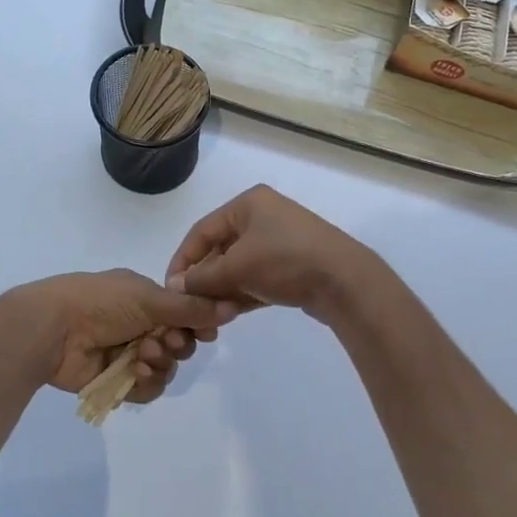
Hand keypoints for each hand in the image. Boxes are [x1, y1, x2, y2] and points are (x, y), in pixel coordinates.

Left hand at [10, 269, 237, 403]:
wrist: (54, 328)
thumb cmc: (101, 302)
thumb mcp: (149, 298)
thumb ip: (190, 308)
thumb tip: (231, 307)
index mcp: (145, 298)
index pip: (184, 314)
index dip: (198, 325)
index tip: (207, 331)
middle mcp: (139, 325)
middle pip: (180, 344)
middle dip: (178, 344)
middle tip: (165, 342)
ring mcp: (127, 354)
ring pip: (166, 369)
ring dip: (161, 363)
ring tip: (143, 356)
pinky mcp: (117, 381)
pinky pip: (147, 389)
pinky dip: (146, 383)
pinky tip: (134, 373)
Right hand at [165, 185, 377, 320]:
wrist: (345, 281)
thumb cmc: (285, 261)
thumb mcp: (237, 267)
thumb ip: (202, 277)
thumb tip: (174, 286)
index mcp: (248, 203)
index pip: (202, 230)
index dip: (183, 260)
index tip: (171, 288)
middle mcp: (263, 216)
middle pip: (220, 248)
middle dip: (206, 278)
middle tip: (193, 305)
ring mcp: (280, 240)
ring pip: (239, 266)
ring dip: (224, 289)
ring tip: (213, 313)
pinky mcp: (293, 264)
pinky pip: (258, 276)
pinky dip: (244, 293)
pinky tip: (232, 313)